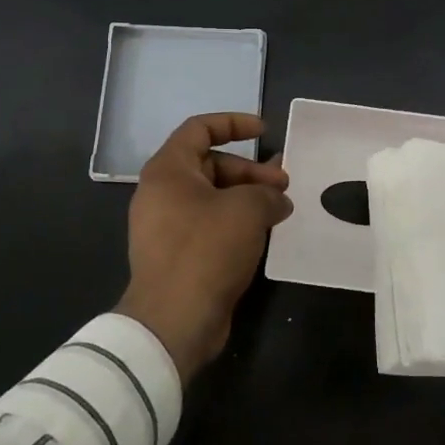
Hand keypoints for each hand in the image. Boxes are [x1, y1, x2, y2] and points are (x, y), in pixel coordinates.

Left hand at [121, 113, 291, 382]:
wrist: (174, 321)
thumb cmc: (206, 249)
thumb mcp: (247, 209)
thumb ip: (267, 193)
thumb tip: (276, 200)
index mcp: (168, 170)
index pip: (199, 129)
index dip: (233, 123)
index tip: (264, 131)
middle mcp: (161, 193)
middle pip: (210, 165)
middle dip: (250, 171)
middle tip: (283, 185)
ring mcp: (166, 226)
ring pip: (212, 197)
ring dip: (247, 197)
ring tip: (280, 210)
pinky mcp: (176, 255)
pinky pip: (209, 224)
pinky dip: (235, 222)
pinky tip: (263, 233)